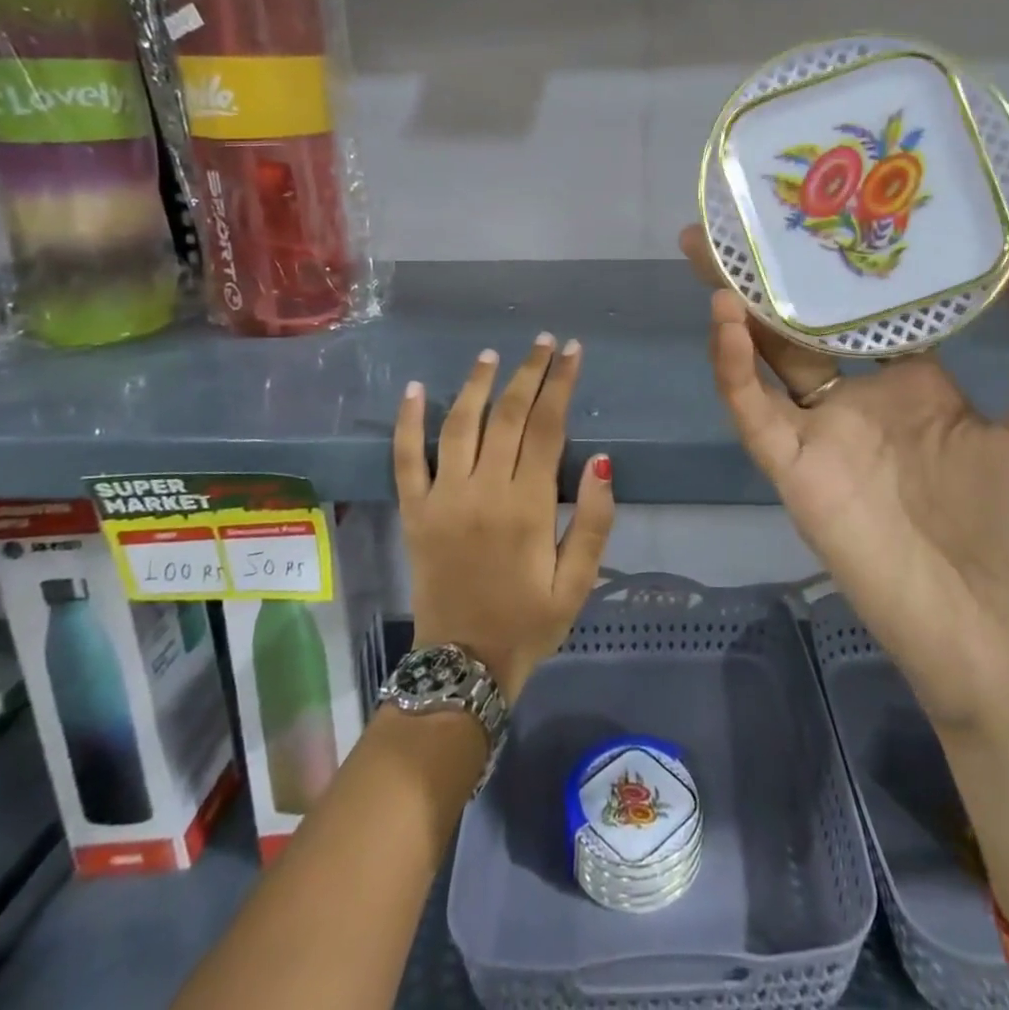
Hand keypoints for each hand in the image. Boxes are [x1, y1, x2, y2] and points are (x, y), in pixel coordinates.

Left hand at [393, 335, 615, 703]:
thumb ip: (595, 521)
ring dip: (476, 384)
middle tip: (543, 341)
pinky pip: (406, 459)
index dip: (561, 384)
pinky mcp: (414, 512)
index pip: (548, 426)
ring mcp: (443, 498)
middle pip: (508, 415)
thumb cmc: (529, 623)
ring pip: (459, 425)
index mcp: (528, 505)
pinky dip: (407, 422)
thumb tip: (603, 461)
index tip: (572, 352)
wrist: (463, 667)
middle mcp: (484, 490)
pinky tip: (412, 390)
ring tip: (491, 354)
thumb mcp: (578, 582)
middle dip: (529, 372)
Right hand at [682, 226, 1008, 735]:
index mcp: (918, 382)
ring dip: (735, 307)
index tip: (830, 204)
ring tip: (711, 250)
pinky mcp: (794, 472)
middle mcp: (862, 400)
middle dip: (770, 274)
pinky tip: (725, 318)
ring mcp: (822, 435)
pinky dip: (733, 368)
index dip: (848, 261)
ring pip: (765, 359)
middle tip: (738, 217)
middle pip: (803, 324)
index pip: (871, 307)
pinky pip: (754, 413)